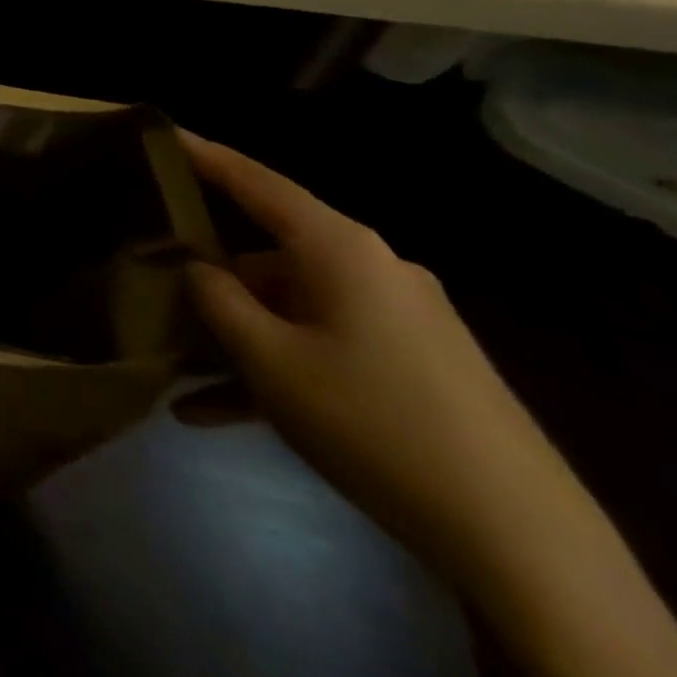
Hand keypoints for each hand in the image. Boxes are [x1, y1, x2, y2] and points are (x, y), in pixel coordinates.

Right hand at [180, 131, 582, 576]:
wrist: (525, 543)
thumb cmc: (374, 422)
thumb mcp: (270, 360)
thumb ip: (217, 300)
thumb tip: (194, 267)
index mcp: (339, 248)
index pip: (256, 182)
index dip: (204, 155)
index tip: (160, 133)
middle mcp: (370, 268)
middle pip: (268, 254)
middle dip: (210, 278)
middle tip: (152, 288)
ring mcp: (396, 318)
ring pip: (290, 309)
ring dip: (237, 339)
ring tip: (177, 374)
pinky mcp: (412, 365)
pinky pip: (322, 348)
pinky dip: (275, 371)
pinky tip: (218, 414)